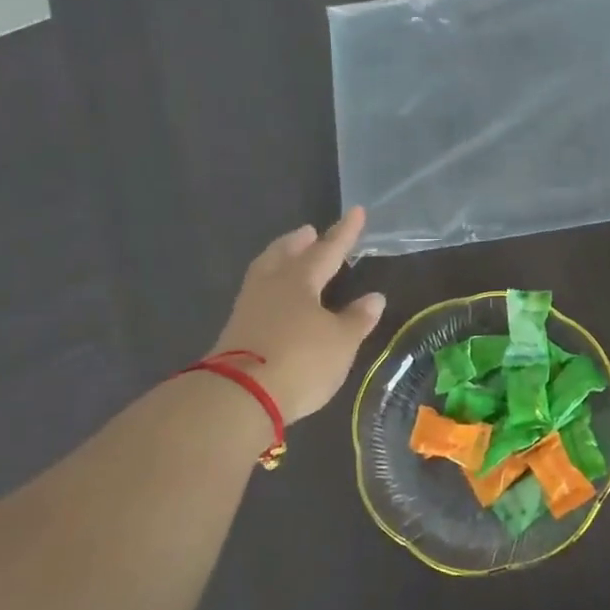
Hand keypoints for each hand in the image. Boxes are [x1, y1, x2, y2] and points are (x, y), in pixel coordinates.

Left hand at [209, 208, 386, 422]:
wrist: (239, 397)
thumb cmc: (300, 360)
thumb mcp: (341, 342)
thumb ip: (357, 319)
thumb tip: (374, 298)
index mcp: (299, 280)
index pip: (328, 250)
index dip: (345, 233)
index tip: (357, 212)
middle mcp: (271, 286)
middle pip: (285, 255)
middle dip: (299, 242)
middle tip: (308, 232)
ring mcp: (248, 309)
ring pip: (265, 273)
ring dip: (279, 261)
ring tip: (289, 258)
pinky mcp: (235, 333)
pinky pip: (257, 297)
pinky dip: (270, 289)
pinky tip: (276, 299)